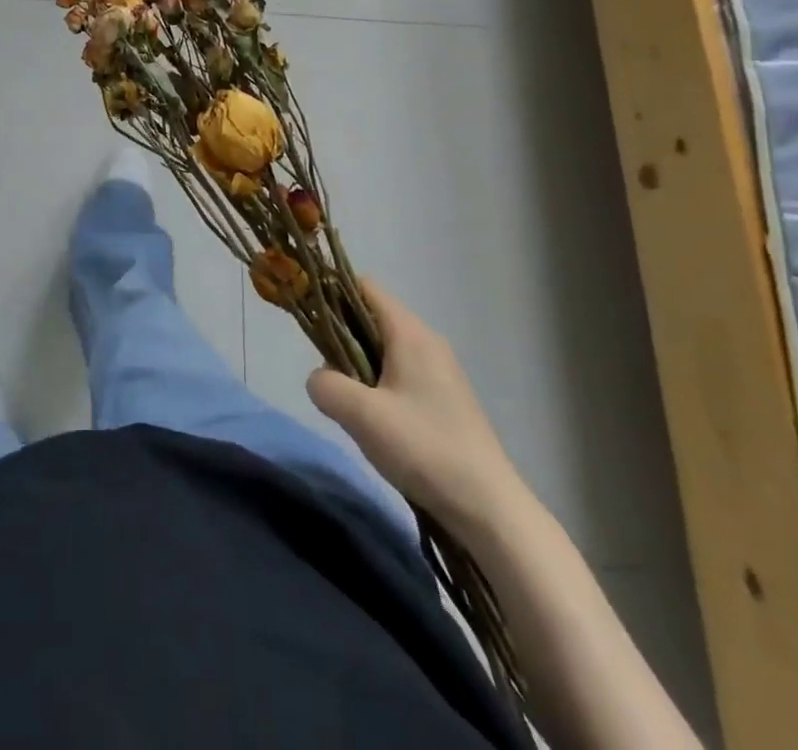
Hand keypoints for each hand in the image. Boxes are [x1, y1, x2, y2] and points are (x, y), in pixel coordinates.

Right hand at [307, 278, 527, 538]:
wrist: (489, 509)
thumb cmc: (424, 448)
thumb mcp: (361, 416)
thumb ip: (326, 385)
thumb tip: (320, 379)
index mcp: (410, 333)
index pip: (363, 287)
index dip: (331, 293)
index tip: (308, 318)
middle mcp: (427, 342)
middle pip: (372, 317)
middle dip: (342, 337)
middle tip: (328, 373)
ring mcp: (440, 371)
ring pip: (384, 349)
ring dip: (359, 366)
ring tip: (350, 403)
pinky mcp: (445, 399)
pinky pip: (400, 374)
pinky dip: (379, 386)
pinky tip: (376, 422)